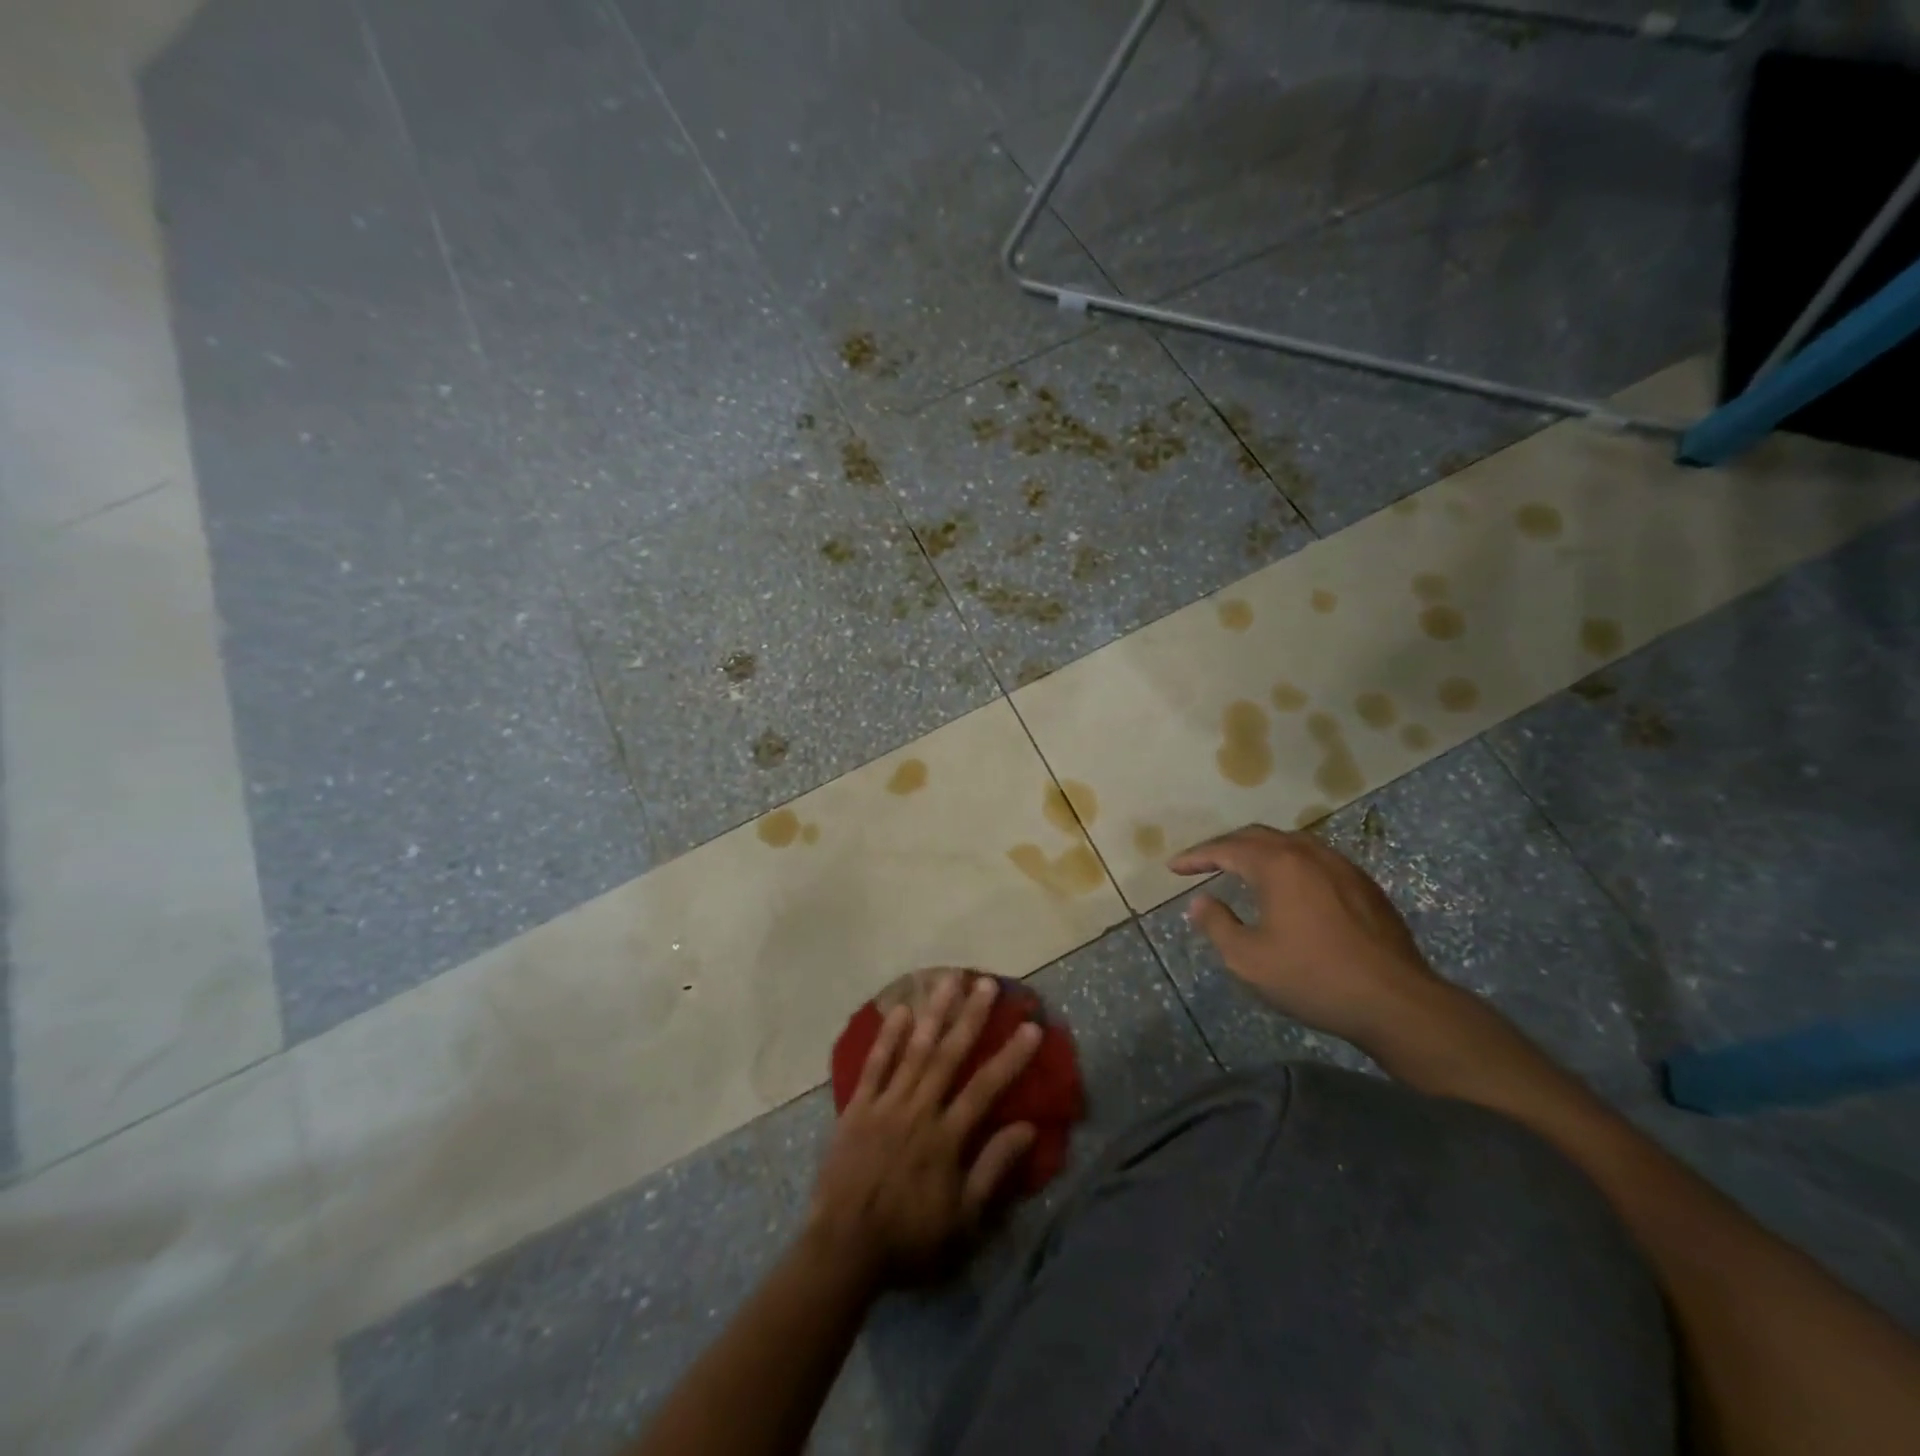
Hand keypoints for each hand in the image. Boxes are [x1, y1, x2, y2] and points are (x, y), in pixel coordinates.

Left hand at [808, 972, 1040, 1285]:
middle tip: (987, 983)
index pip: (986, 1087)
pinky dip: (887, 1038)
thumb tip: (1027, 1127)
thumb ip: (993, 1169)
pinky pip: (874, 1066)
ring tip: (948, 980)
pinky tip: (900, 1011)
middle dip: (971, 1017)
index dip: (1010, 1056)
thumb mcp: (963, 1219)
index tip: (1030, 1027)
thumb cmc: (909, 1239)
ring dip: (934, 1013)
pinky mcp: (857, 1108)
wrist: (843, 1249)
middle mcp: (919, 1110)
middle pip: (949, 1055)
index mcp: (946, 1137)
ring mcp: (885, 1105)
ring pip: (914, 1050)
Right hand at [1170, 824, 1443, 1046]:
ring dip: (1259, 851)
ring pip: (1290, 844)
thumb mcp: (1248, 959)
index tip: (1173, 867)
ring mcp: (1341, 866)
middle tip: (1202, 862)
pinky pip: (1314, 859)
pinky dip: (1288, 863)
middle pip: (1257, 836)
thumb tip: (1200, 902)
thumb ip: (1217, 924)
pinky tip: (1287, 885)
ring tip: (1241, 867)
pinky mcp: (1364, 885)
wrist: (1396, 1002)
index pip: (1226, 849)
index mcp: (1278, 865)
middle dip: (1225, 846)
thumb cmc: (1313, 978)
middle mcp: (1309, 853)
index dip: (1196, 856)